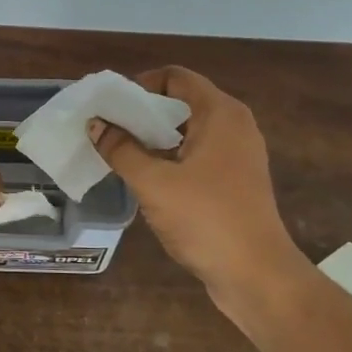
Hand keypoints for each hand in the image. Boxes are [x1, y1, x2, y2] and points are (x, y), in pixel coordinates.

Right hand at [88, 66, 307, 310]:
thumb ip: (121, 150)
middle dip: (143, 113)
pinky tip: (146, 179)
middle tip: (108, 129)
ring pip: (189, 132)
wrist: (256, 274)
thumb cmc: (206, 219)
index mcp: (220, 114)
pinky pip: (198, 155)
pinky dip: (171, 158)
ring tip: (120, 153)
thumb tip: (96, 125)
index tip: (111, 107)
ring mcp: (238, 155)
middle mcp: (235, 126)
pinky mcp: (236, 181)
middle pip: (182, 103)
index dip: (140, 85)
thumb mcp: (153, 183)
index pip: (176, 77)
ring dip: (154, 138)